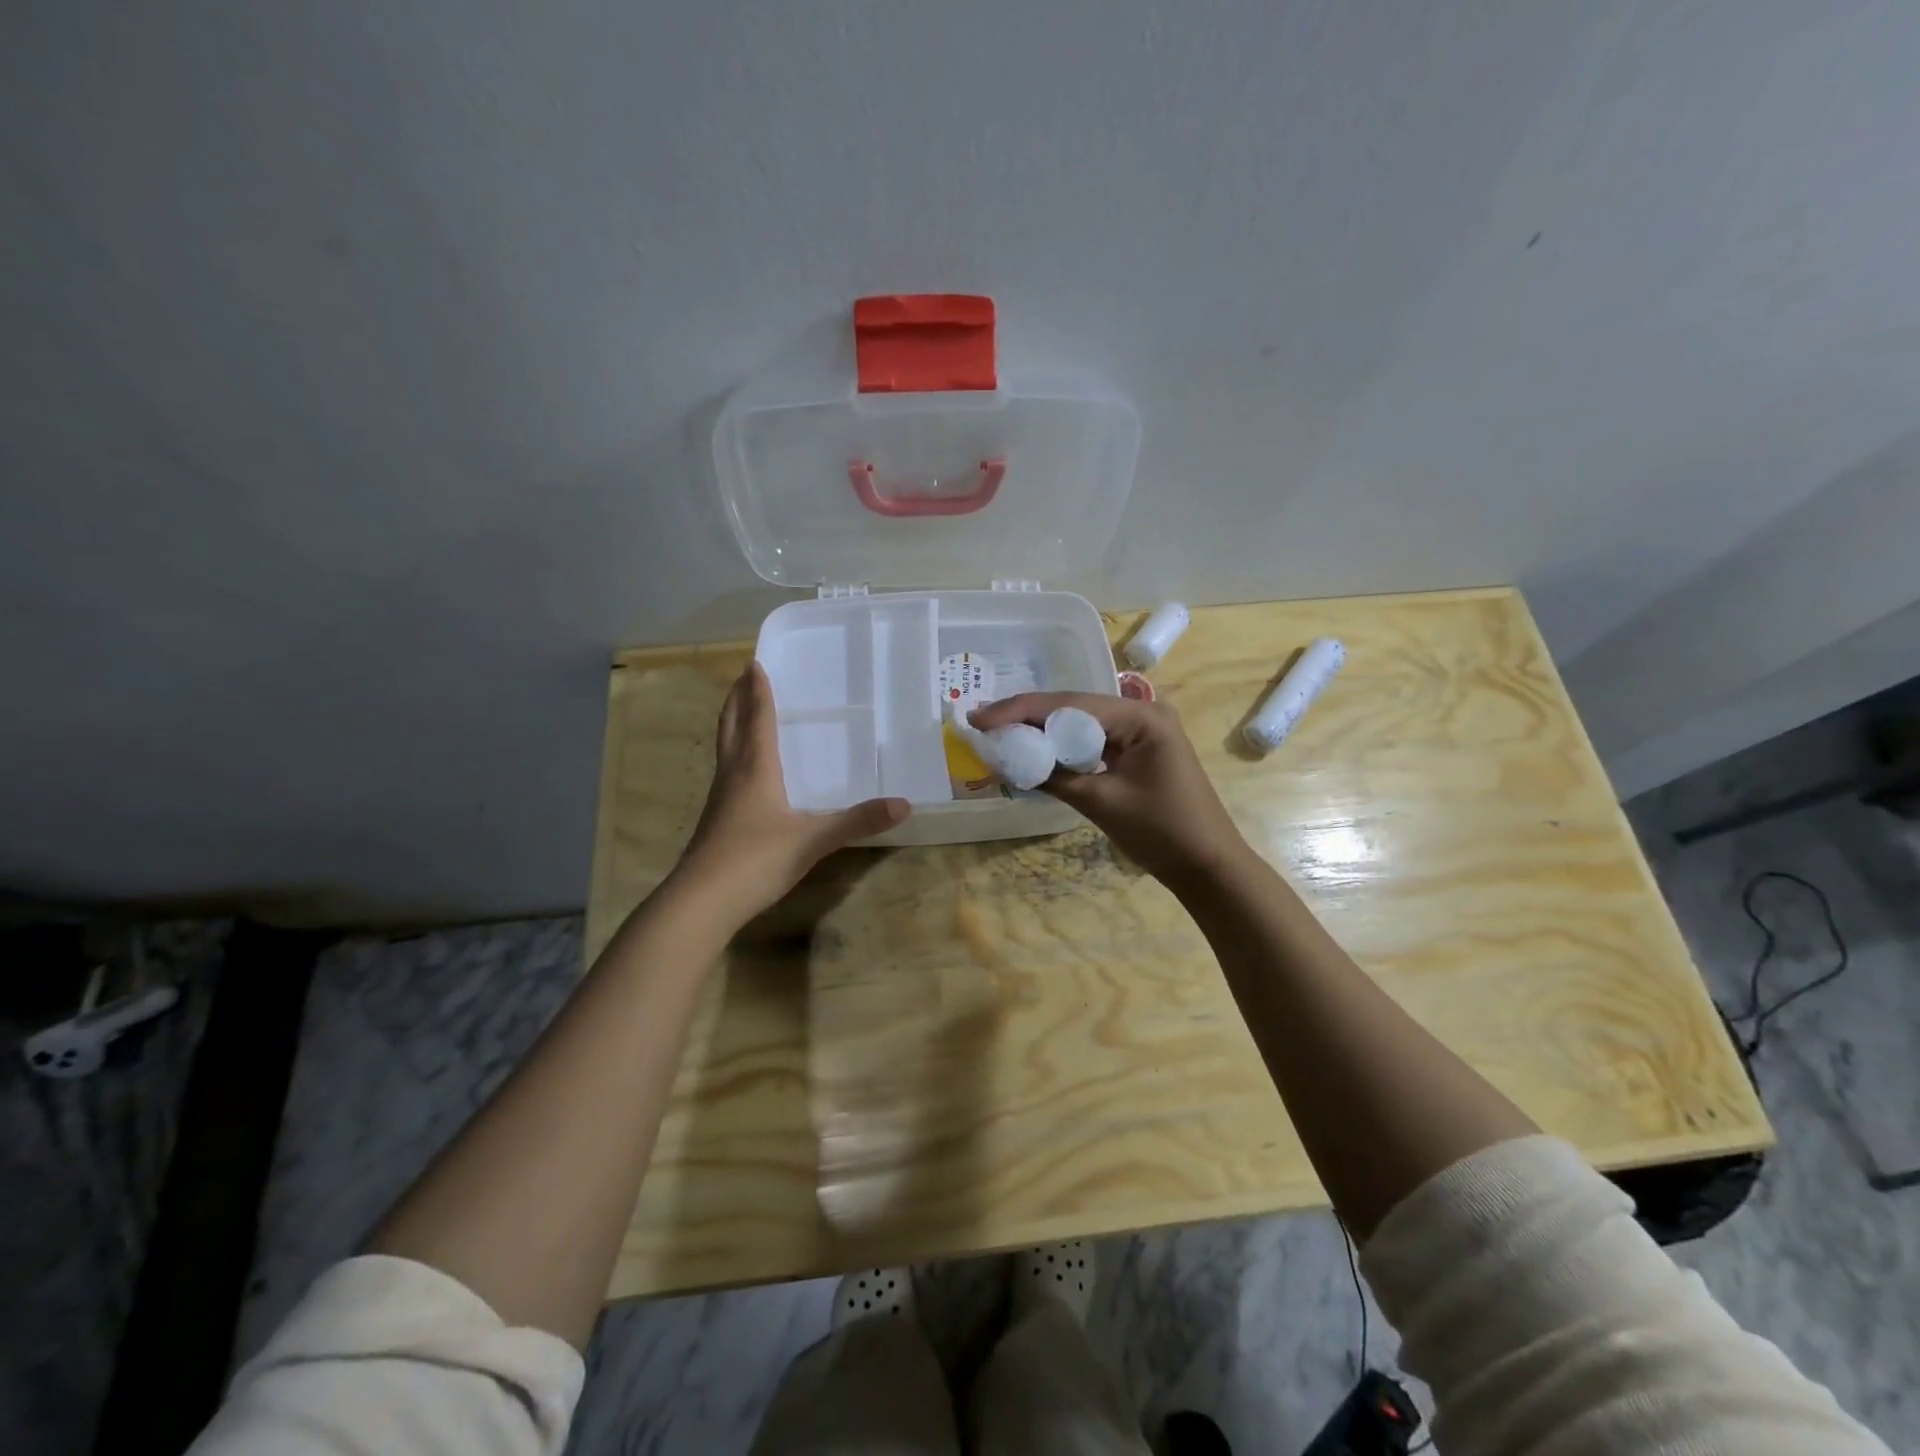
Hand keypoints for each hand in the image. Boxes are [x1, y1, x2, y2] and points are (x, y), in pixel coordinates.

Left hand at [675, 662, 909, 922]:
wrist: (701, 902)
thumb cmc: (756, 859)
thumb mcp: (813, 840)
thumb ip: (857, 821)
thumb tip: (904, 804)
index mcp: (755, 768)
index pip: (757, 718)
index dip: (758, 691)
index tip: (755, 663)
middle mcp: (734, 774)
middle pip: (732, 726)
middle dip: (738, 699)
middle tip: (744, 676)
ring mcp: (721, 798)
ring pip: (725, 748)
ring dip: (733, 724)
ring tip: (742, 711)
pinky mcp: (716, 820)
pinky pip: (727, 772)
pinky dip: (735, 754)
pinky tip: (746, 771)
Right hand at [968, 692, 1248, 885]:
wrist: (1209, 866)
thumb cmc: (1162, 833)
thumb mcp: (1101, 803)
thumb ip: (1053, 776)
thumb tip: (1007, 760)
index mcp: (1140, 716)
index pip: (1069, 705)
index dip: (1020, 710)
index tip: (979, 718)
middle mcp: (1142, 712)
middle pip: (1073, 707)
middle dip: (1026, 716)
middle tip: (981, 723)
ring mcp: (1143, 729)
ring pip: (1080, 722)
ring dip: (1042, 730)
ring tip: (998, 733)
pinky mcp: (1139, 748)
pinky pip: (1093, 739)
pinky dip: (1063, 746)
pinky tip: (1035, 749)